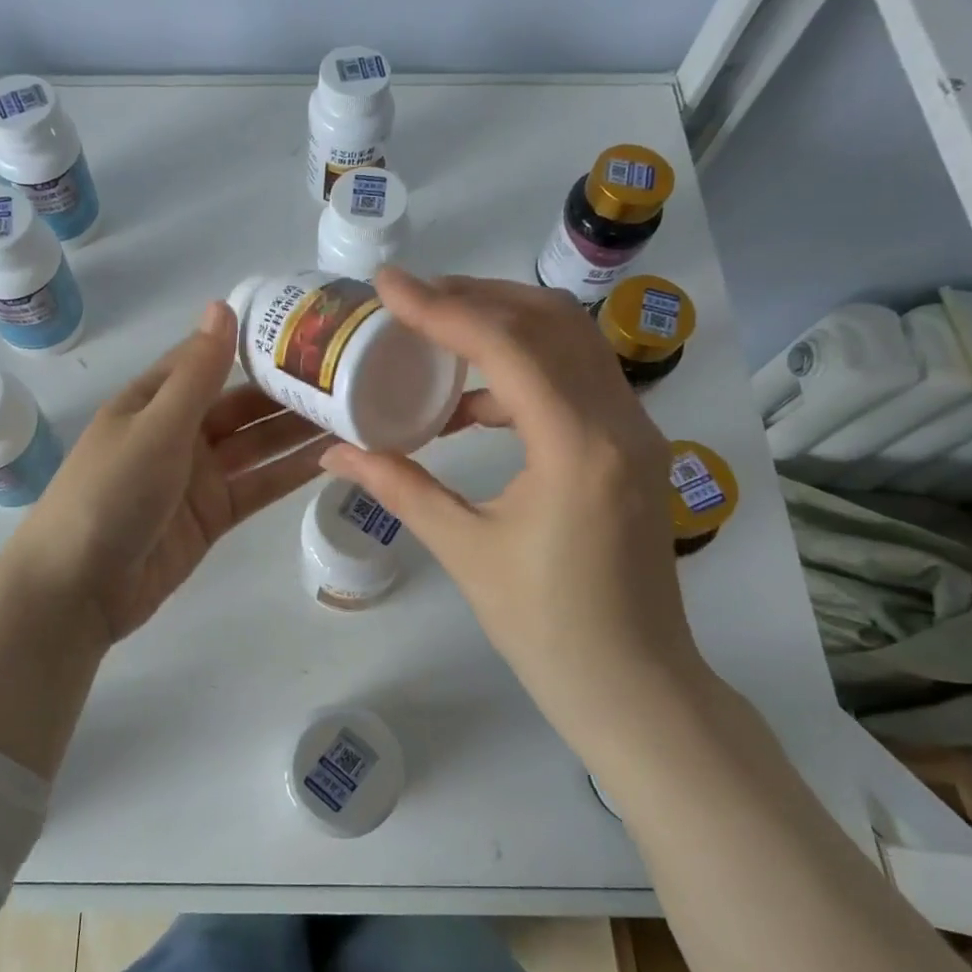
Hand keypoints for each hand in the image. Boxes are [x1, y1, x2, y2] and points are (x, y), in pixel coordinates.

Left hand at [7, 301, 335, 643]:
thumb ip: (197, 373)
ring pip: (256, 446)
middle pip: (241, 404)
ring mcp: (197, 477)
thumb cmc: (110, 493)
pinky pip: (257, 486)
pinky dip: (289, 474)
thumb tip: (222, 305)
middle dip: (288, 391)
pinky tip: (331, 459)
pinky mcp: (213, 516)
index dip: (255, 344)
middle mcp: (178, 432)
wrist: (78, 588)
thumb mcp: (155, 426)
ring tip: (355, 413)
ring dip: (298, 432)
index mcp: (154, 400)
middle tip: (350, 375)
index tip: (307, 329)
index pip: (211, 359)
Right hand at [323, 269, 703, 739]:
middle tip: (412, 297)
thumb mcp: (463, 551)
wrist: (634, 685)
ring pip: (571, 342)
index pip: (506, 346)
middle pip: (549, 322)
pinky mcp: (632, 447)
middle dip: (475, 297)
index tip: (386, 285)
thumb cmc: (547, 628)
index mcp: (576, 447)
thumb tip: (335, 451)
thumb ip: (399, 487)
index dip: (441, 308)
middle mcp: (618, 422)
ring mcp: (635, 431)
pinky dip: (524, 369)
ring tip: (437, 331)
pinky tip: (474, 401)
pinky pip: (577, 379)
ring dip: (504, 324)